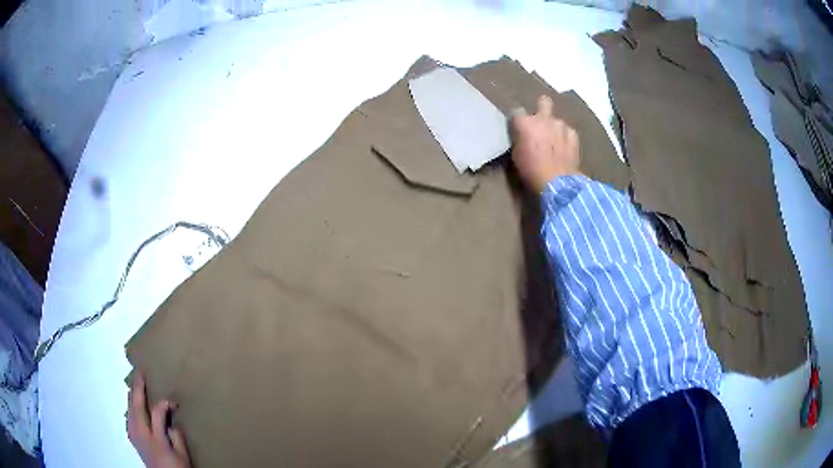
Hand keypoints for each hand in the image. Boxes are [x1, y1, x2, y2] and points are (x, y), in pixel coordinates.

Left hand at [127, 373, 191, 467]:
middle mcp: (141, 432)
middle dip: (138, 387)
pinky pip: (129, 415)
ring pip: (129, 408)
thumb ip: (176, 436)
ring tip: (136, 383)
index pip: (157, 411)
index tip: (175, 403)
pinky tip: (133, 403)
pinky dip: (131, 405)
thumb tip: (171, 421)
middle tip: (140, 372)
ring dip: (132, 394)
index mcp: (155, 437)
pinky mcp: (132, 436)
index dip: (165, 403)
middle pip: (136, 405)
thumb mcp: (182, 455)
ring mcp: (134, 434)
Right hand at [510, 95, 580, 192]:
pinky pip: (567, 131)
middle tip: (541, 119)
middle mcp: (543, 118)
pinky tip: (565, 149)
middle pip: (543, 101)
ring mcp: (561, 125)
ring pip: (557, 120)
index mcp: (525, 123)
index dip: (518, 120)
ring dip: (555, 128)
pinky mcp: (573, 134)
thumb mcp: (517, 155)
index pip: (517, 111)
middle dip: (542, 106)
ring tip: (556, 142)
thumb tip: (523, 135)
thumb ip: (520, 139)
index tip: (519, 127)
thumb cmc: (531, 171)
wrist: (557, 182)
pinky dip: (566, 137)